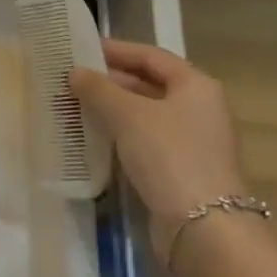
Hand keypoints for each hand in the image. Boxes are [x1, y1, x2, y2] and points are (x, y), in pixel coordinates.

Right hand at [70, 40, 246, 252]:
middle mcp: (199, 109)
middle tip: (72, 79)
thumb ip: (98, 89)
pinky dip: (120, 134)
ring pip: (145, 115)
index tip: (82, 49)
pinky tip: (93, 137)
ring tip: (75, 105)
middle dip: (111, 81)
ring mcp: (192, 141)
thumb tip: (75, 72)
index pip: (152, 56)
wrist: (203, 226)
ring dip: (112, 109)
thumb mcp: (127, 114)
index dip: (117, 50)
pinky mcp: (180, 169)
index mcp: (196, 86)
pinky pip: (145, 141)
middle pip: (150, 84)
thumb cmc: (169, 155)